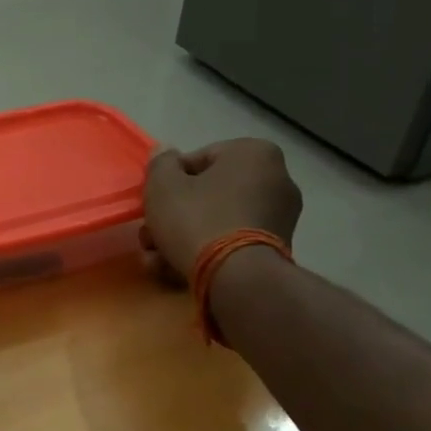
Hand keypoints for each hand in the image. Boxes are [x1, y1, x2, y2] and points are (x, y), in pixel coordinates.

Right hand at [142, 139, 302, 279]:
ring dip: (182, 238)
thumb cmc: (198, 219)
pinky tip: (175, 270)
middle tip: (150, 235)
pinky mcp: (277, 249)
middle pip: (207, 194)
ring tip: (156, 259)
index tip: (153, 202)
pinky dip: (206, 251)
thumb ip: (160, 164)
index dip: (168, 181)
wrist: (237, 278)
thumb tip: (164, 152)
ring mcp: (280, 217)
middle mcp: (277, 179)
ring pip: (216, 220)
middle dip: (174, 216)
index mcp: (254, 153)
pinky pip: (233, 241)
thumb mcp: (163, 185)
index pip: (198, 159)